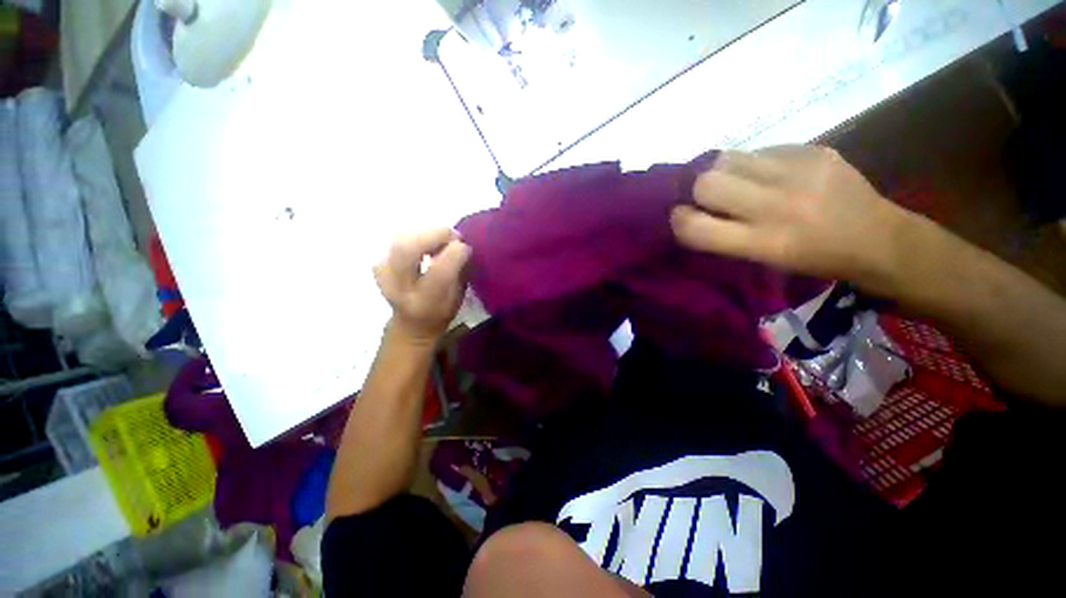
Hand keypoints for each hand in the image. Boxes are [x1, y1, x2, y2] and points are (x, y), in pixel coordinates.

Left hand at [373, 229, 471, 345]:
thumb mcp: (458, 297)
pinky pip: (395, 242)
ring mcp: (384, 277)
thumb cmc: (441, 312)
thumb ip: (460, 272)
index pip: (438, 272)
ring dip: (424, 234)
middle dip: (434, 235)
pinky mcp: (378, 266)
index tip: (466, 247)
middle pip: (407, 250)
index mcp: (425, 303)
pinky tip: (425, 243)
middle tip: (452, 235)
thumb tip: (462, 245)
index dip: (454, 253)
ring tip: (440, 240)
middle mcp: (400, 290)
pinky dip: (413, 237)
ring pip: (399, 241)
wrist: (411, 325)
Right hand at [670, 145, 911, 293]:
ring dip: (723, 171)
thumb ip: (724, 236)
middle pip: (707, 183)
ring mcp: (798, 172)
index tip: (682, 216)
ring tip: (739, 181)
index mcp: (762, 242)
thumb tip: (692, 211)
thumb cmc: (813, 259)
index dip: (679, 219)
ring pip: (729, 158)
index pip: (695, 227)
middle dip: (700, 190)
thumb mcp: (762, 260)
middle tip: (713, 197)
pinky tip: (772, 174)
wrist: (878, 239)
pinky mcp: (814, 151)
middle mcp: (776, 206)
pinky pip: (762, 150)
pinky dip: (755, 163)